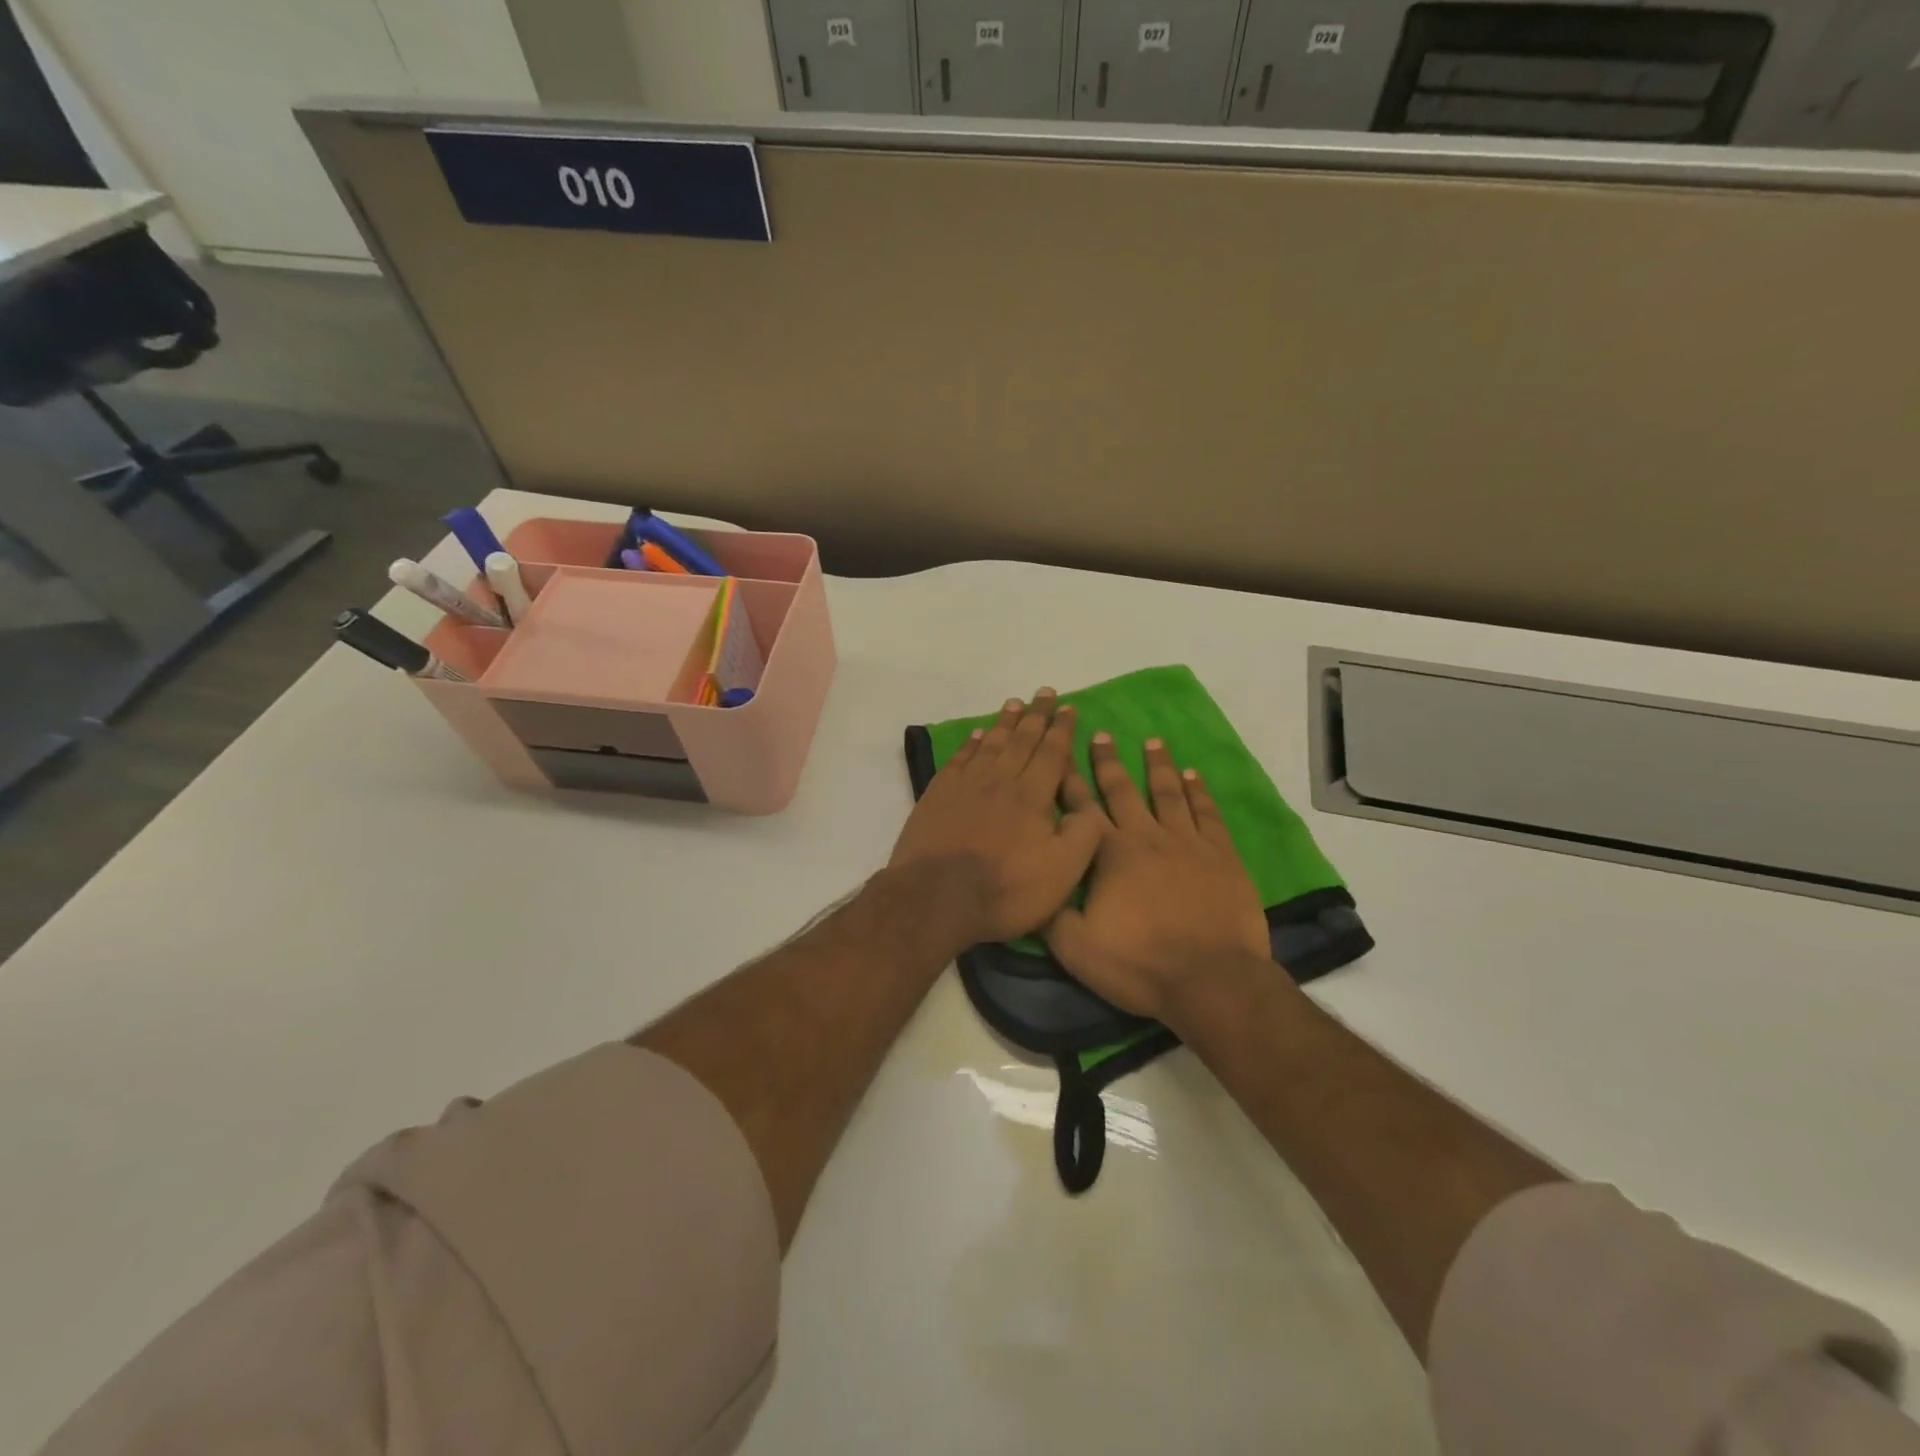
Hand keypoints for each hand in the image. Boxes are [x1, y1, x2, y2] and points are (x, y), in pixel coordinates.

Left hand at [889, 690, 1108, 950]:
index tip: (1068, 708)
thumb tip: (1086, 807)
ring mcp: (965, 785)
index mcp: (1032, 796)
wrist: (936, 898)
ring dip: (1005, 723)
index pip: (1051, 753)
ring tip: (1014, 703)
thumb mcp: (1062, 872)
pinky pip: (960, 759)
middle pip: (1021, 740)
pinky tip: (977, 736)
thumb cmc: (1005, 889)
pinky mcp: (937, 796)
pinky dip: (971, 744)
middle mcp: (1000, 780)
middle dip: (1036, 715)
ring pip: (991, 744)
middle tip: (1044, 692)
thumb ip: (1083, 835)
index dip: (1061, 729)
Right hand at [1046, 734, 1272, 1020]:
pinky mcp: (1221, 855)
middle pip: (1123, 791)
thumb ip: (1049, 913)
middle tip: (1101, 735)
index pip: (1082, 809)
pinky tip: (1193, 776)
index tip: (1062, 754)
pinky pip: (1207, 813)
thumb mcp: (1075, 948)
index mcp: (1109, 854)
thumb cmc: (1139, 964)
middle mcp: (1146, 837)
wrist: (1210, 980)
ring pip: (1168, 793)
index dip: (1069, 781)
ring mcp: (1187, 843)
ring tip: (1152, 742)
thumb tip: (1034, 883)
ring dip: (1158, 766)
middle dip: (1108, 762)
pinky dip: (1199, 792)